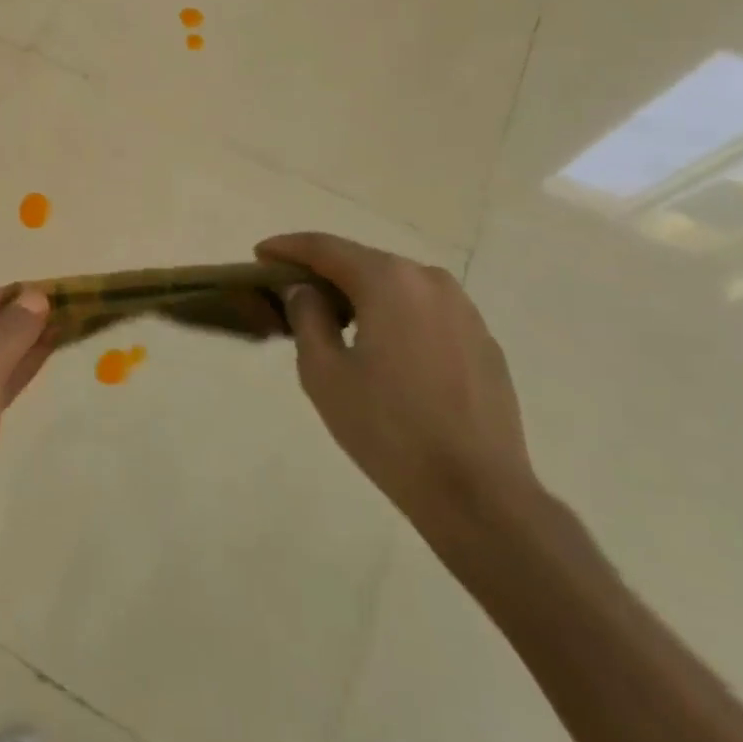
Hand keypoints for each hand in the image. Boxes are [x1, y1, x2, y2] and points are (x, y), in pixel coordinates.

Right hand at [257, 232, 533, 538]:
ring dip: (361, 293)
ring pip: (397, 286)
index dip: (287, 248)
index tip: (259, 254)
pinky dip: (394, 315)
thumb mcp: (323, 372)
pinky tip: (381, 345)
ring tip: (333, 317)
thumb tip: (305, 290)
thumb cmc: (388, 429)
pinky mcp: (483, 341)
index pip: (326, 248)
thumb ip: (306, 316)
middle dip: (324, 271)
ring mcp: (464, 309)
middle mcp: (429, 280)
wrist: (478, 494)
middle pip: (363, 262)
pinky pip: (425, 312)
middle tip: (290, 288)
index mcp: (389, 280)